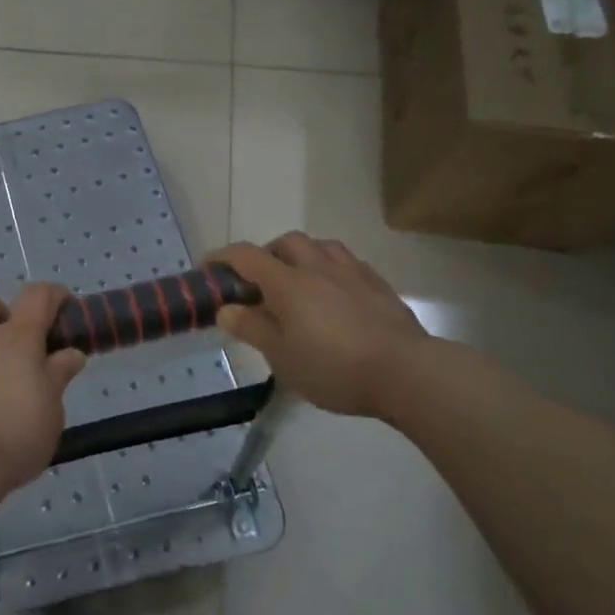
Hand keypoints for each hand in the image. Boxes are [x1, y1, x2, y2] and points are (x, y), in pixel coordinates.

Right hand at [208, 234, 428, 418]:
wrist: (407, 372)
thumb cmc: (334, 367)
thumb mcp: (281, 356)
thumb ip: (252, 328)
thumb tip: (227, 309)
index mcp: (288, 283)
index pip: (245, 255)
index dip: (221, 257)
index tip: (207, 269)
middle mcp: (318, 267)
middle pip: (286, 242)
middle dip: (266, 254)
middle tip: (260, 283)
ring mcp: (353, 273)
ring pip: (320, 246)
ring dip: (301, 256)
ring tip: (298, 283)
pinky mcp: (379, 286)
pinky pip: (348, 264)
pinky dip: (331, 270)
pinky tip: (334, 295)